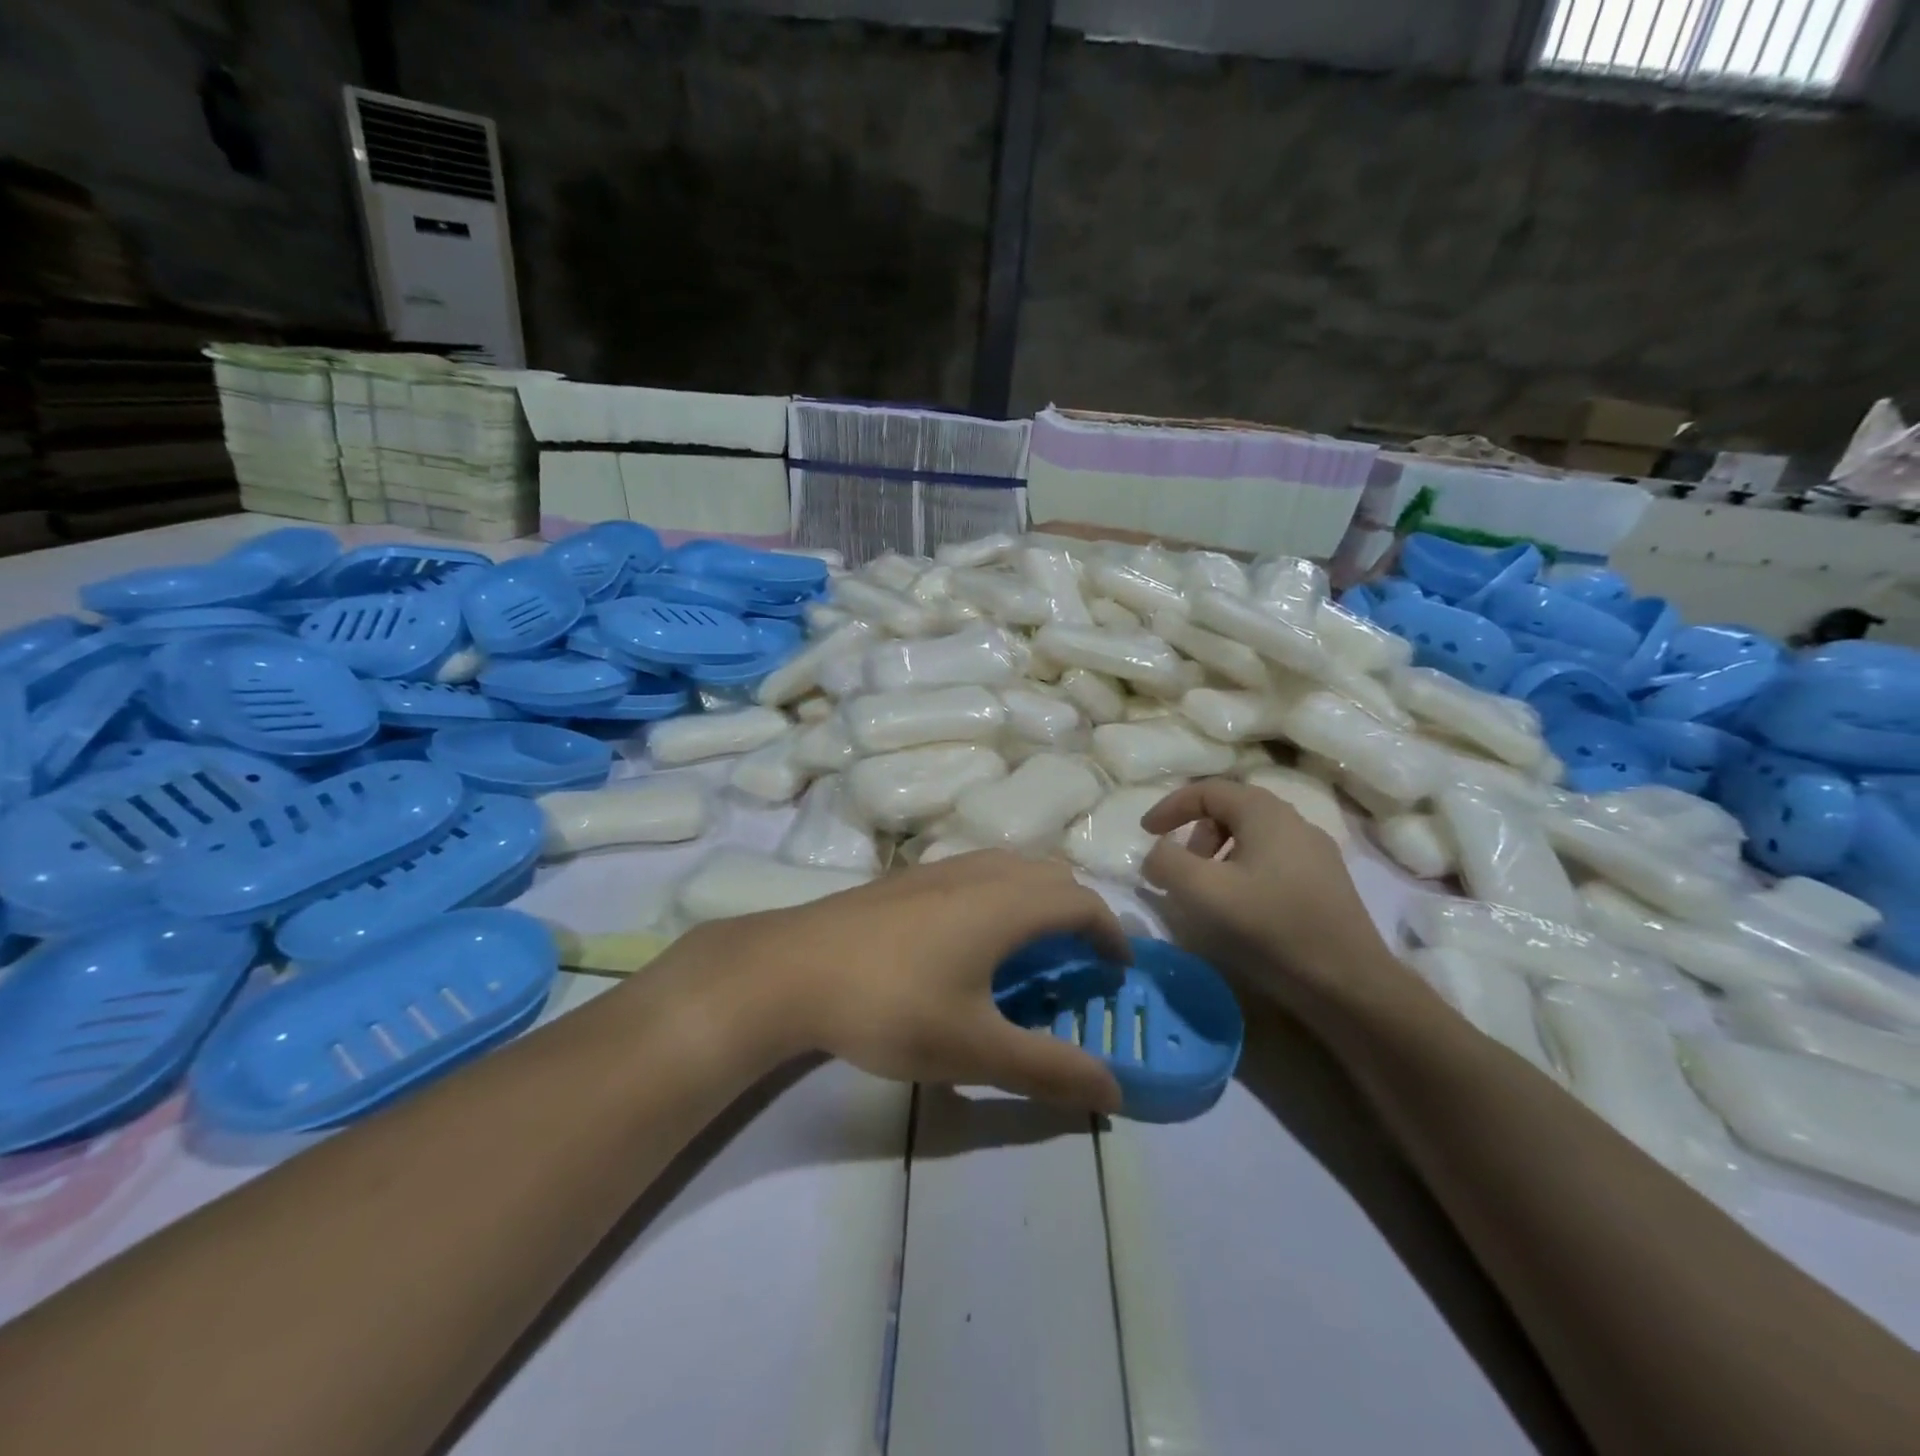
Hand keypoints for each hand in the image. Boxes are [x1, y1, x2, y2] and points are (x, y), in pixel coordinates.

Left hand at [677, 852, 1127, 1112]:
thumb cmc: (891, 1006)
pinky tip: (971, 939)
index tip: (1117, 972)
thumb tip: (1115, 1093)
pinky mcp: (907, 877)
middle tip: (1080, 962)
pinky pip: (977, 871)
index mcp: (1007, 903)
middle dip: (1079, 913)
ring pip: (1012, 867)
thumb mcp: (974, 1049)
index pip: (1083, 902)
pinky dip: (1001, 895)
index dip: (1112, 934)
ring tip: (1032, 950)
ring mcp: (939, 868)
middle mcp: (980, 872)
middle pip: (1051, 875)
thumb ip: (1049, 1070)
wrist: (791, 969)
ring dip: (1038, 900)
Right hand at [1140, 779, 1407, 1019]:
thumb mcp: (1202, 891)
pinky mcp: (1327, 884)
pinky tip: (1243, 909)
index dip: (1170, 807)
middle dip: (1196, 833)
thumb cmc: (1269, 927)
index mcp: (1265, 813)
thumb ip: (1167, 862)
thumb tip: (1157, 853)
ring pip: (1254, 837)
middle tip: (1180, 868)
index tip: (1146, 833)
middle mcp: (1295, 822)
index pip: (1207, 790)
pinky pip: (1274, 861)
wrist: (1347, 984)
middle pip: (1232, 810)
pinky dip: (1245, 871)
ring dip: (1219, 855)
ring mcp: (1317, 853)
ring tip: (1208, 892)